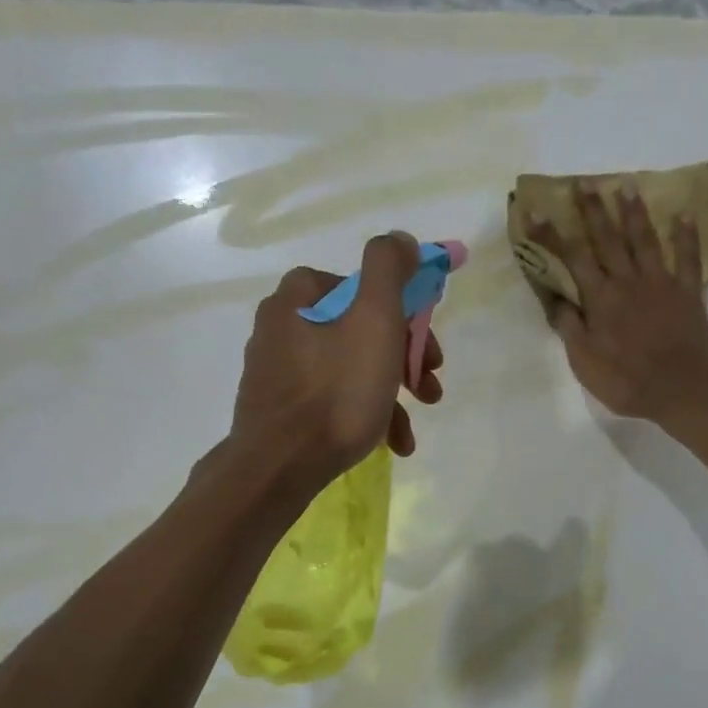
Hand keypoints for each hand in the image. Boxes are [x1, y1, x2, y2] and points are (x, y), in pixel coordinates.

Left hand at [229, 232, 444, 487]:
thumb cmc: (335, 392)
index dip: (409, 319)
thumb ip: (389, 269)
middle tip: (429, 389)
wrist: (279, 467)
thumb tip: (401, 240)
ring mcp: (278, 369)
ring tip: (410, 431)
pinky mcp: (279, 407)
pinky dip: (364, 415)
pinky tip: (389, 442)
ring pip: (352, 369)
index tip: (429, 354)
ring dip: (391, 396)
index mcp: (301, 295)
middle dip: (404, 362)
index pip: (369, 289)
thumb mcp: (374, 320)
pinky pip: (333, 399)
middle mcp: (283, 325)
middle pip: (362, 331)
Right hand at [529, 183, 707, 425]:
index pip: (572, 258)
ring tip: (626, 186)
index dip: (552, 234)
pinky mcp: (688, 292)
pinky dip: (687, 236)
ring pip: (645, 240)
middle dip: (593, 210)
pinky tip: (685, 215)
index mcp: (600, 299)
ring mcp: (661, 283)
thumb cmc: (626, 380)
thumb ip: (570, 327)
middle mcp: (628, 281)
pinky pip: (688, 258)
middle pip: (608, 239)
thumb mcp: (584, 362)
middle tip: (584, 183)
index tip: (536, 212)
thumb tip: (556, 299)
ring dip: (634, 213)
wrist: (682, 389)